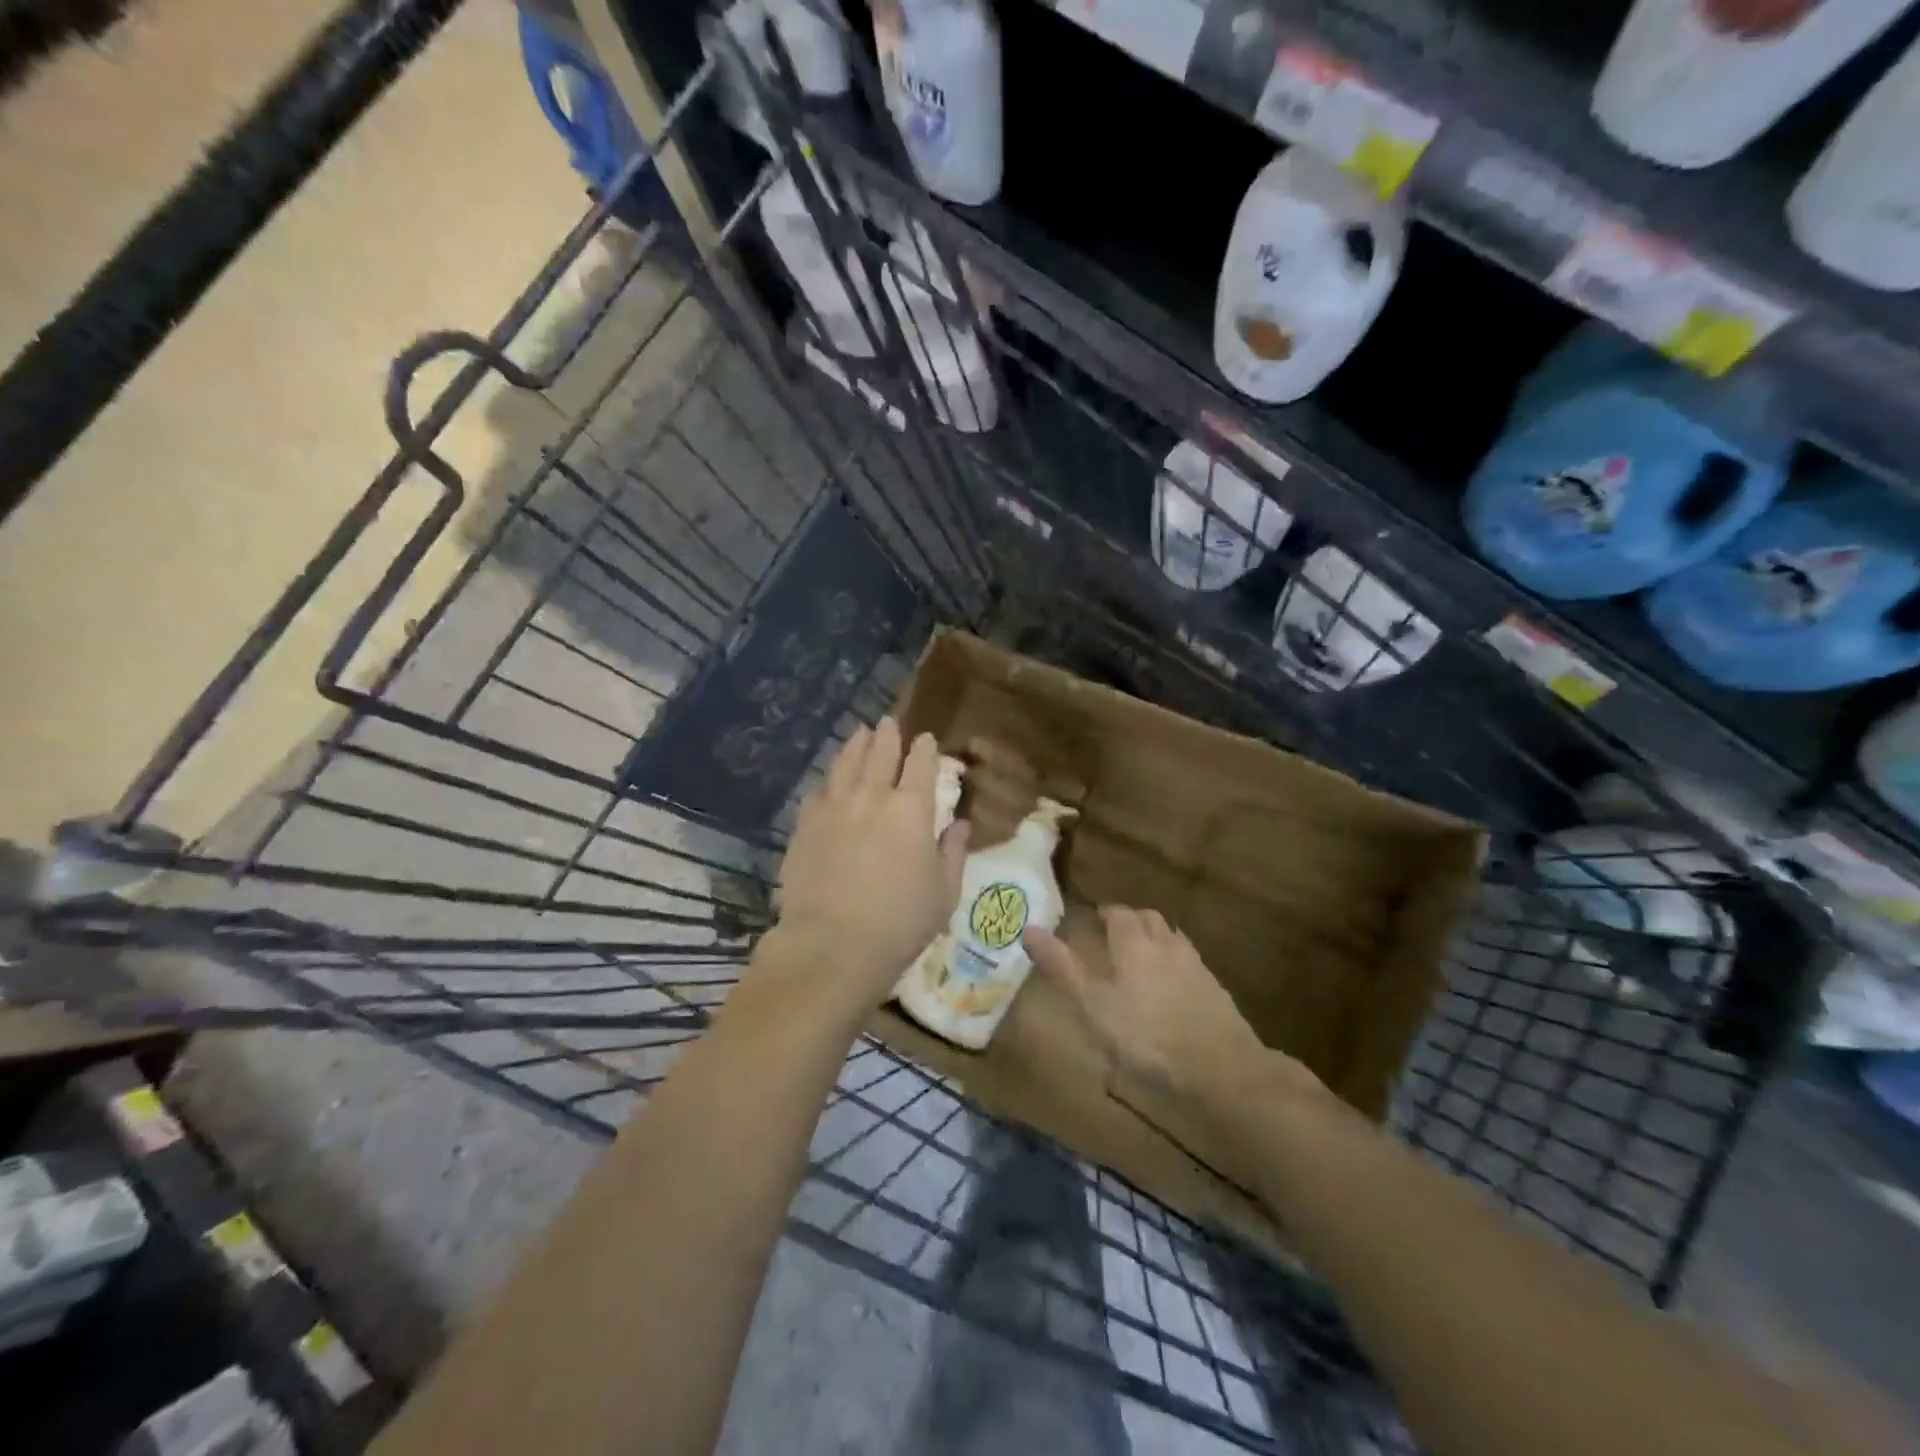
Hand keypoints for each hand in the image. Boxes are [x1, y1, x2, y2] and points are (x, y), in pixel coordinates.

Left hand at [773, 720, 969, 1009]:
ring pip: (845, 763)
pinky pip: (818, 790)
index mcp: (911, 809)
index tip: (926, 740)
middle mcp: (871, 796)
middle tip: (889, 723)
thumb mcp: (944, 892)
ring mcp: (833, 807)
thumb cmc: (901, 923)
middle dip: (888, 734)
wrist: (832, 944)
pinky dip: (829, 779)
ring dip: (856, 745)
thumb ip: (953, 852)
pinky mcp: (805, 825)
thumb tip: (958, 824)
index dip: (925, 748)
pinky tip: (830, 780)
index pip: (921, 764)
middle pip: (880, 752)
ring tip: (860, 734)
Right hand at [1025, 907, 1331, 1119]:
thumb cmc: (1146, 1036)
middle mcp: (1166, 944)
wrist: (1220, 1070)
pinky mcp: (1214, 990)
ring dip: (1154, 939)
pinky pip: (1189, 963)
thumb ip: (1061, 966)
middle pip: (1149, 919)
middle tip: (1112, 936)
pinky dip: (1174, 964)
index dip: (1104, 913)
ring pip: (1172, 938)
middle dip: (1130, 921)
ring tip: (1139, 958)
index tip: (1091, 921)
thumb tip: (1029, 928)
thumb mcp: (1091, 1005)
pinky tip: (1170, 987)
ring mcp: (1194, 966)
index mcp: (1134, 942)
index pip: (1118, 912)